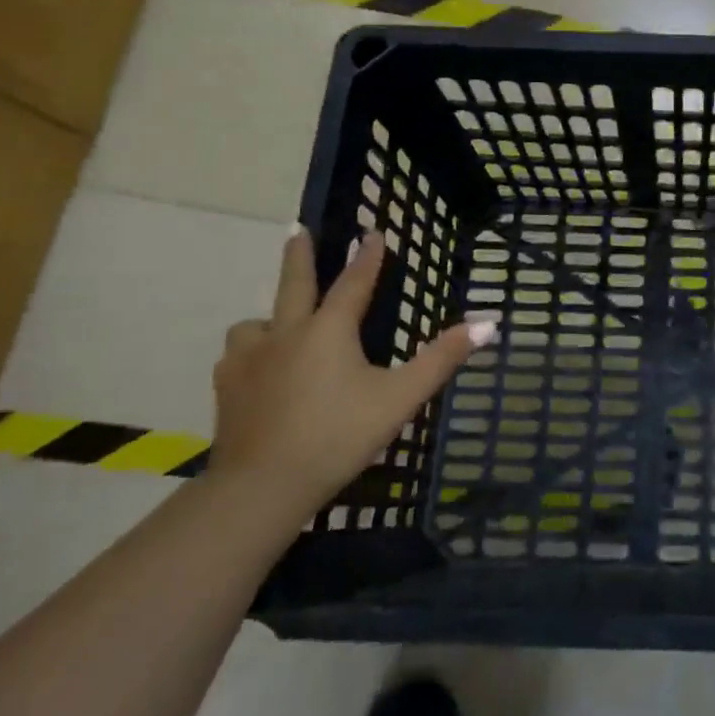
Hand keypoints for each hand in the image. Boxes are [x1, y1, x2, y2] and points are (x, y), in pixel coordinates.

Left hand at [210, 226, 495, 522]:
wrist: (262, 486)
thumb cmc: (338, 436)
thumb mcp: (400, 398)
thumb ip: (442, 359)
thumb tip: (487, 324)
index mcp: (329, 331)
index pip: (354, 283)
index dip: (368, 258)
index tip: (373, 232)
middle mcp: (286, 334)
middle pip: (294, 284)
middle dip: (300, 255)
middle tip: (297, 229)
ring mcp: (249, 360)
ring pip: (256, 322)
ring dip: (272, 314)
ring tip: (279, 322)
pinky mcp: (227, 388)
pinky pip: (237, 355)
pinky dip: (251, 351)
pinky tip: (257, 367)